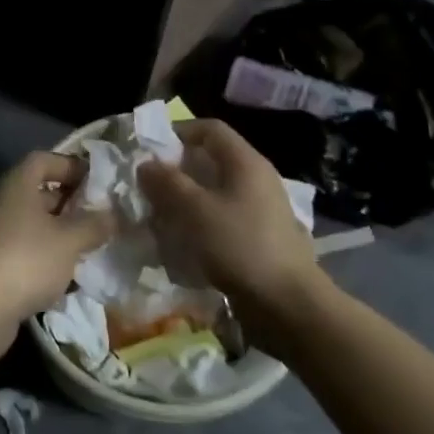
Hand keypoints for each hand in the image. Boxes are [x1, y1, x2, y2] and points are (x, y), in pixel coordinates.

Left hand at [0, 151, 112, 355]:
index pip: (43, 159)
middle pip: (37, 192)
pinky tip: (64, 276)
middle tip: (98, 218)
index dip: (70, 166)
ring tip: (87, 248)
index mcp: (16, 184)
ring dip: (58, 233)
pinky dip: (43, 256)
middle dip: (69, 203)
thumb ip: (94, 224)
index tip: (96, 182)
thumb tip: (112, 215)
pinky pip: (22, 249)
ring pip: (31, 224)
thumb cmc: (26, 260)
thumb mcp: (69, 240)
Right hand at [138, 120, 333, 354]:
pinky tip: (182, 242)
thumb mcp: (195, 210)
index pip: (210, 129)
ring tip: (159, 216)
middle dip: (177, 170)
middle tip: (149, 187)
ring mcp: (261, 209)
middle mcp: (256, 179)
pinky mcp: (259, 236)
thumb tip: (146, 164)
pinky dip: (200, 222)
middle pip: (211, 160)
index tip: (150, 150)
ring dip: (186, 199)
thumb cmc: (239, 246)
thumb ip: (167, 183)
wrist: (287, 304)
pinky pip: (223, 217)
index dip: (178, 132)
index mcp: (246, 162)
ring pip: (215, 192)